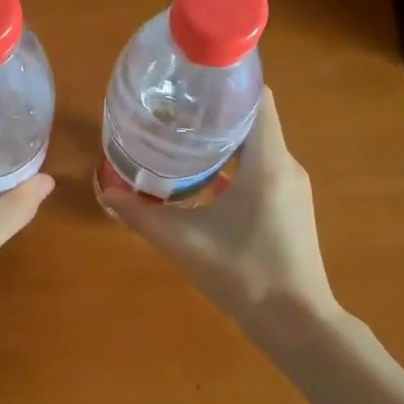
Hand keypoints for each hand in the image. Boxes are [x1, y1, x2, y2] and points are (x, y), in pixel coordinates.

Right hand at [100, 89, 335, 340]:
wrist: (296, 323)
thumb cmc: (245, 274)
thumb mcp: (185, 243)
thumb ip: (143, 217)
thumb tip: (107, 193)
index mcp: (267, 161)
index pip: (256, 97)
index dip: (226, 81)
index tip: (188, 80)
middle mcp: (285, 165)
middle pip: (252, 119)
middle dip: (213, 111)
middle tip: (170, 110)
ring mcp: (291, 187)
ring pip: (256, 146)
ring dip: (222, 140)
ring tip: (179, 139)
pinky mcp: (289, 207)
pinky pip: (260, 169)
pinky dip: (232, 165)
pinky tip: (201, 180)